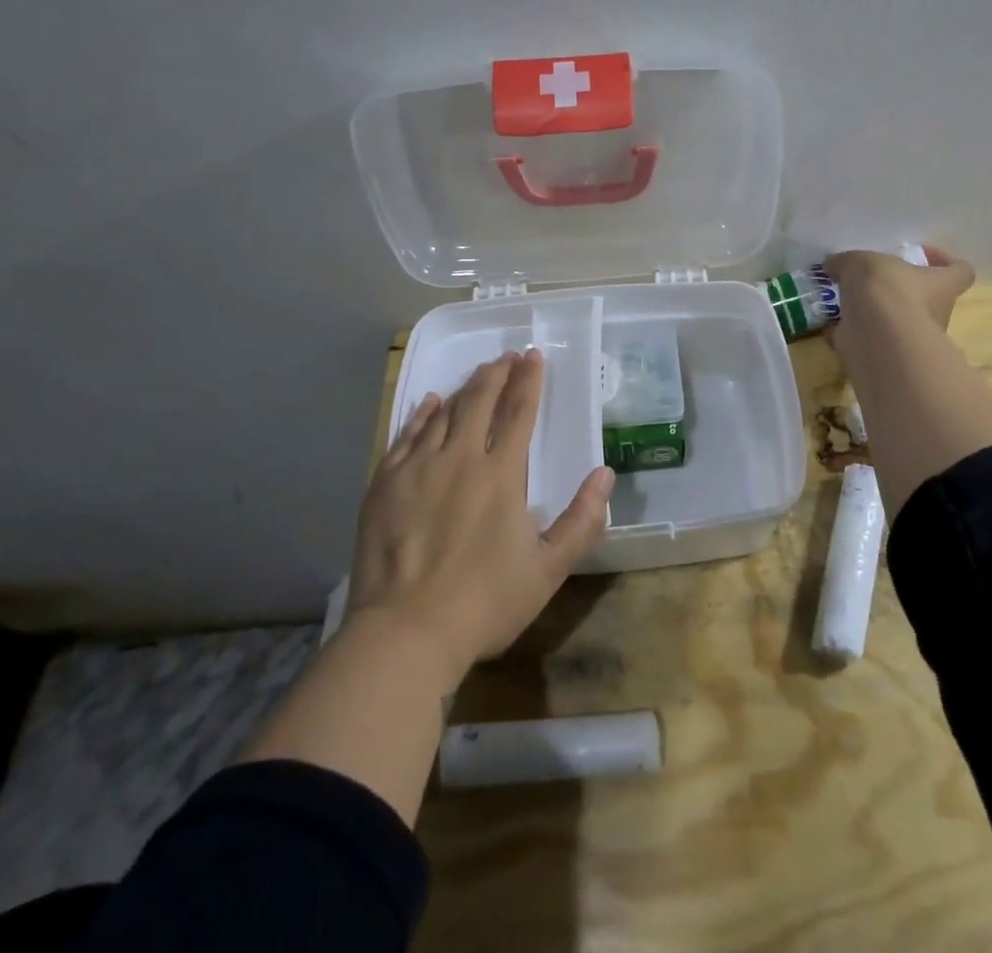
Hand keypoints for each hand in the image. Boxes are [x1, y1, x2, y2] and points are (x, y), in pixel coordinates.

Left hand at [347, 349, 613, 686]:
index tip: (534, 357)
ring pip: (444, 413)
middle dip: (497, 374)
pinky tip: (430, 403)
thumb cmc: (484, 603)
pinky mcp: (385, 483)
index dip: (529, 381)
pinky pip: (406, 435)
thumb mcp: (548, 570)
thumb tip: (605, 474)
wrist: (404, 634)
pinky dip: (422, 414)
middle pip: (480, 401)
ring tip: (477, 375)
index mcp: (502, 474)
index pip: (519, 412)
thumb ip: (582, 520)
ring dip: (465, 389)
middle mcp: (460, 458)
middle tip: (507, 356)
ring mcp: (418, 468)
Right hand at [825, 245, 975, 350]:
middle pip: (927, 298)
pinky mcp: (889, 355)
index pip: (960, 271)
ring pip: (899, 321)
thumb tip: (834, 263)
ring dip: (877, 312)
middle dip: (902, 290)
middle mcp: (935, 313)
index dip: (945, 261)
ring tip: (847, 299)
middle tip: (873, 279)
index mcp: (942, 285)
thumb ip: (847, 261)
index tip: (921, 255)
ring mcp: (913, 338)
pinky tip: (834, 321)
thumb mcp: (861, 261)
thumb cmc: (887, 289)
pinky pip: (874, 339)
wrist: (876, 337)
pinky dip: (856, 332)